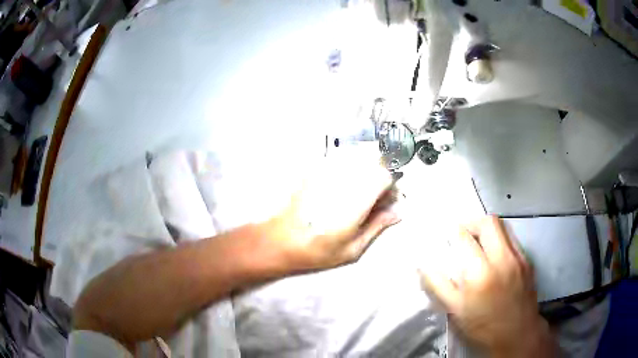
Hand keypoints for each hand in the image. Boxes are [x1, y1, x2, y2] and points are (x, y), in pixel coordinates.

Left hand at [268, 151, 399, 270]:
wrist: (280, 241)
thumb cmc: (316, 250)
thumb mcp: (352, 249)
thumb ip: (377, 227)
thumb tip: (397, 213)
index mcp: (355, 201)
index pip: (384, 175)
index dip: (391, 186)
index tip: (388, 201)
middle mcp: (342, 181)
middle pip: (373, 165)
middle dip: (379, 180)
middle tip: (373, 202)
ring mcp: (326, 173)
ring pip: (357, 162)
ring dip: (364, 176)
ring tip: (356, 198)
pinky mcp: (314, 171)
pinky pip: (340, 164)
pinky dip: (348, 174)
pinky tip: (339, 193)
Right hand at [419, 216, 553, 356]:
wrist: (517, 334)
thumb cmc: (482, 326)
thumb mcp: (455, 310)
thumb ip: (438, 285)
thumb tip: (423, 265)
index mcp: (480, 274)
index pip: (464, 238)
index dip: (453, 232)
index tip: (447, 235)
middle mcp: (502, 259)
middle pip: (488, 222)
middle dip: (472, 222)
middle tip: (463, 234)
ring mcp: (518, 257)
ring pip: (503, 226)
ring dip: (487, 229)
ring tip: (478, 242)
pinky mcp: (527, 260)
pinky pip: (512, 239)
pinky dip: (500, 239)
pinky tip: (494, 256)